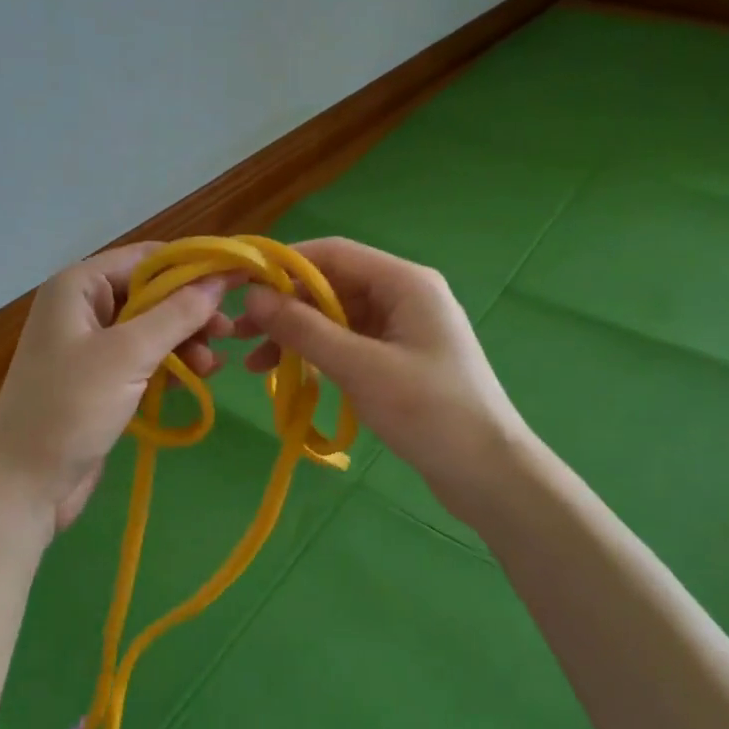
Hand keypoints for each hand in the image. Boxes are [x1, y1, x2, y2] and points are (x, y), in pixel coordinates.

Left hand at [0, 243, 232, 541]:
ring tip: (214, 365)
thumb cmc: (70, 407)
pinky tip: (200, 377)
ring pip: (152, 328)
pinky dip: (172, 364)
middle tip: (229, 332)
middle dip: (191, 311)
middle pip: (152, 293)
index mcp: (79, 285)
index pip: (147, 257)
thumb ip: (177, 314)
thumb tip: (219, 280)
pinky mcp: (101, 380)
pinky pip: (145, 359)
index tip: (239, 277)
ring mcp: (91, 345)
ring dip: (186, 341)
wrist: (23, 483)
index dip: (194, 265)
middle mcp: (84, 307)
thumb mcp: (128, 354)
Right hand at [237, 237, 527, 504]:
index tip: (240, 283)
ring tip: (253, 363)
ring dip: (296, 335)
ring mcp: (401, 328)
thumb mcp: (361, 368)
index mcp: (404, 282)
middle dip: (285, 307)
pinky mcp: (397, 359)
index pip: (333, 254)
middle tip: (239, 333)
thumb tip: (252, 297)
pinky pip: (348, 343)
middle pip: (331, 286)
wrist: (489, 475)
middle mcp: (403, 295)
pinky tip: (288, 375)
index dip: (284, 264)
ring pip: (335, 317)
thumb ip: (305, 329)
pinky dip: (317, 355)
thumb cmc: (430, 412)